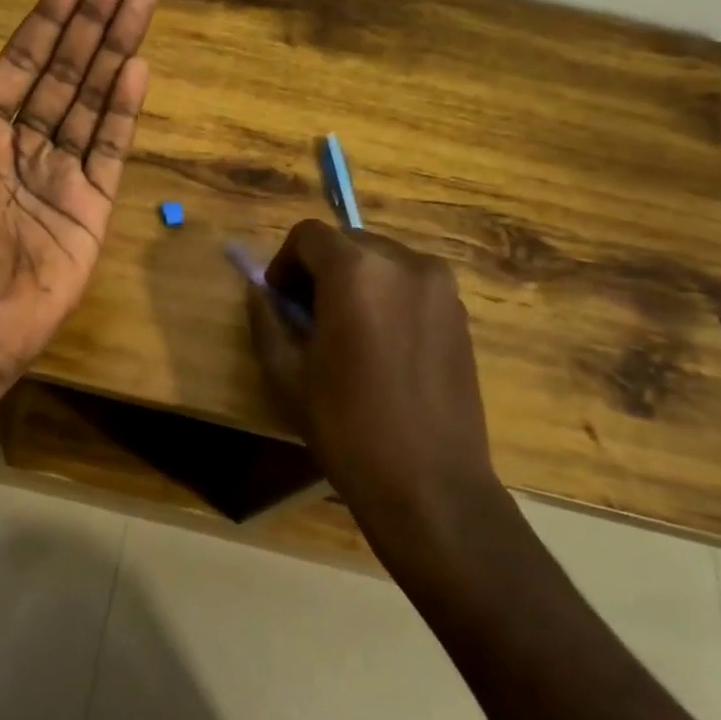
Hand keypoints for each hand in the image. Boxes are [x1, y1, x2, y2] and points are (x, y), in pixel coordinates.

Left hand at [0, 0, 156, 405]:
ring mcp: (62, 172)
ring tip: (141, 5)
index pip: (22, 62)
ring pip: (92, 100)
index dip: (49, 21)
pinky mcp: (91, 204)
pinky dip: (124, 109)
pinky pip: (110, 147)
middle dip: (94, 22)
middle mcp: (24, 143)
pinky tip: (138, 67)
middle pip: (65, 71)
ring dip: (116, 52)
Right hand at [246, 220, 501, 522]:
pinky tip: (381, 346)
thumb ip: (266, 319)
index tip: (280, 301)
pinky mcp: (460, 311)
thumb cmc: (348, 428)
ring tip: (347, 333)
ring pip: (380, 260)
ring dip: (354, 281)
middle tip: (307, 317)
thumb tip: (260, 292)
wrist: (431, 484)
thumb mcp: (287, 375)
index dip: (285, 262)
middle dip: (319, 269)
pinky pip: (409, 283)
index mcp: (357, 271)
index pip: (308, 235)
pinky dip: (386, 296)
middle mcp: (404, 263)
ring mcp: (440, 286)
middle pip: (347, 242)